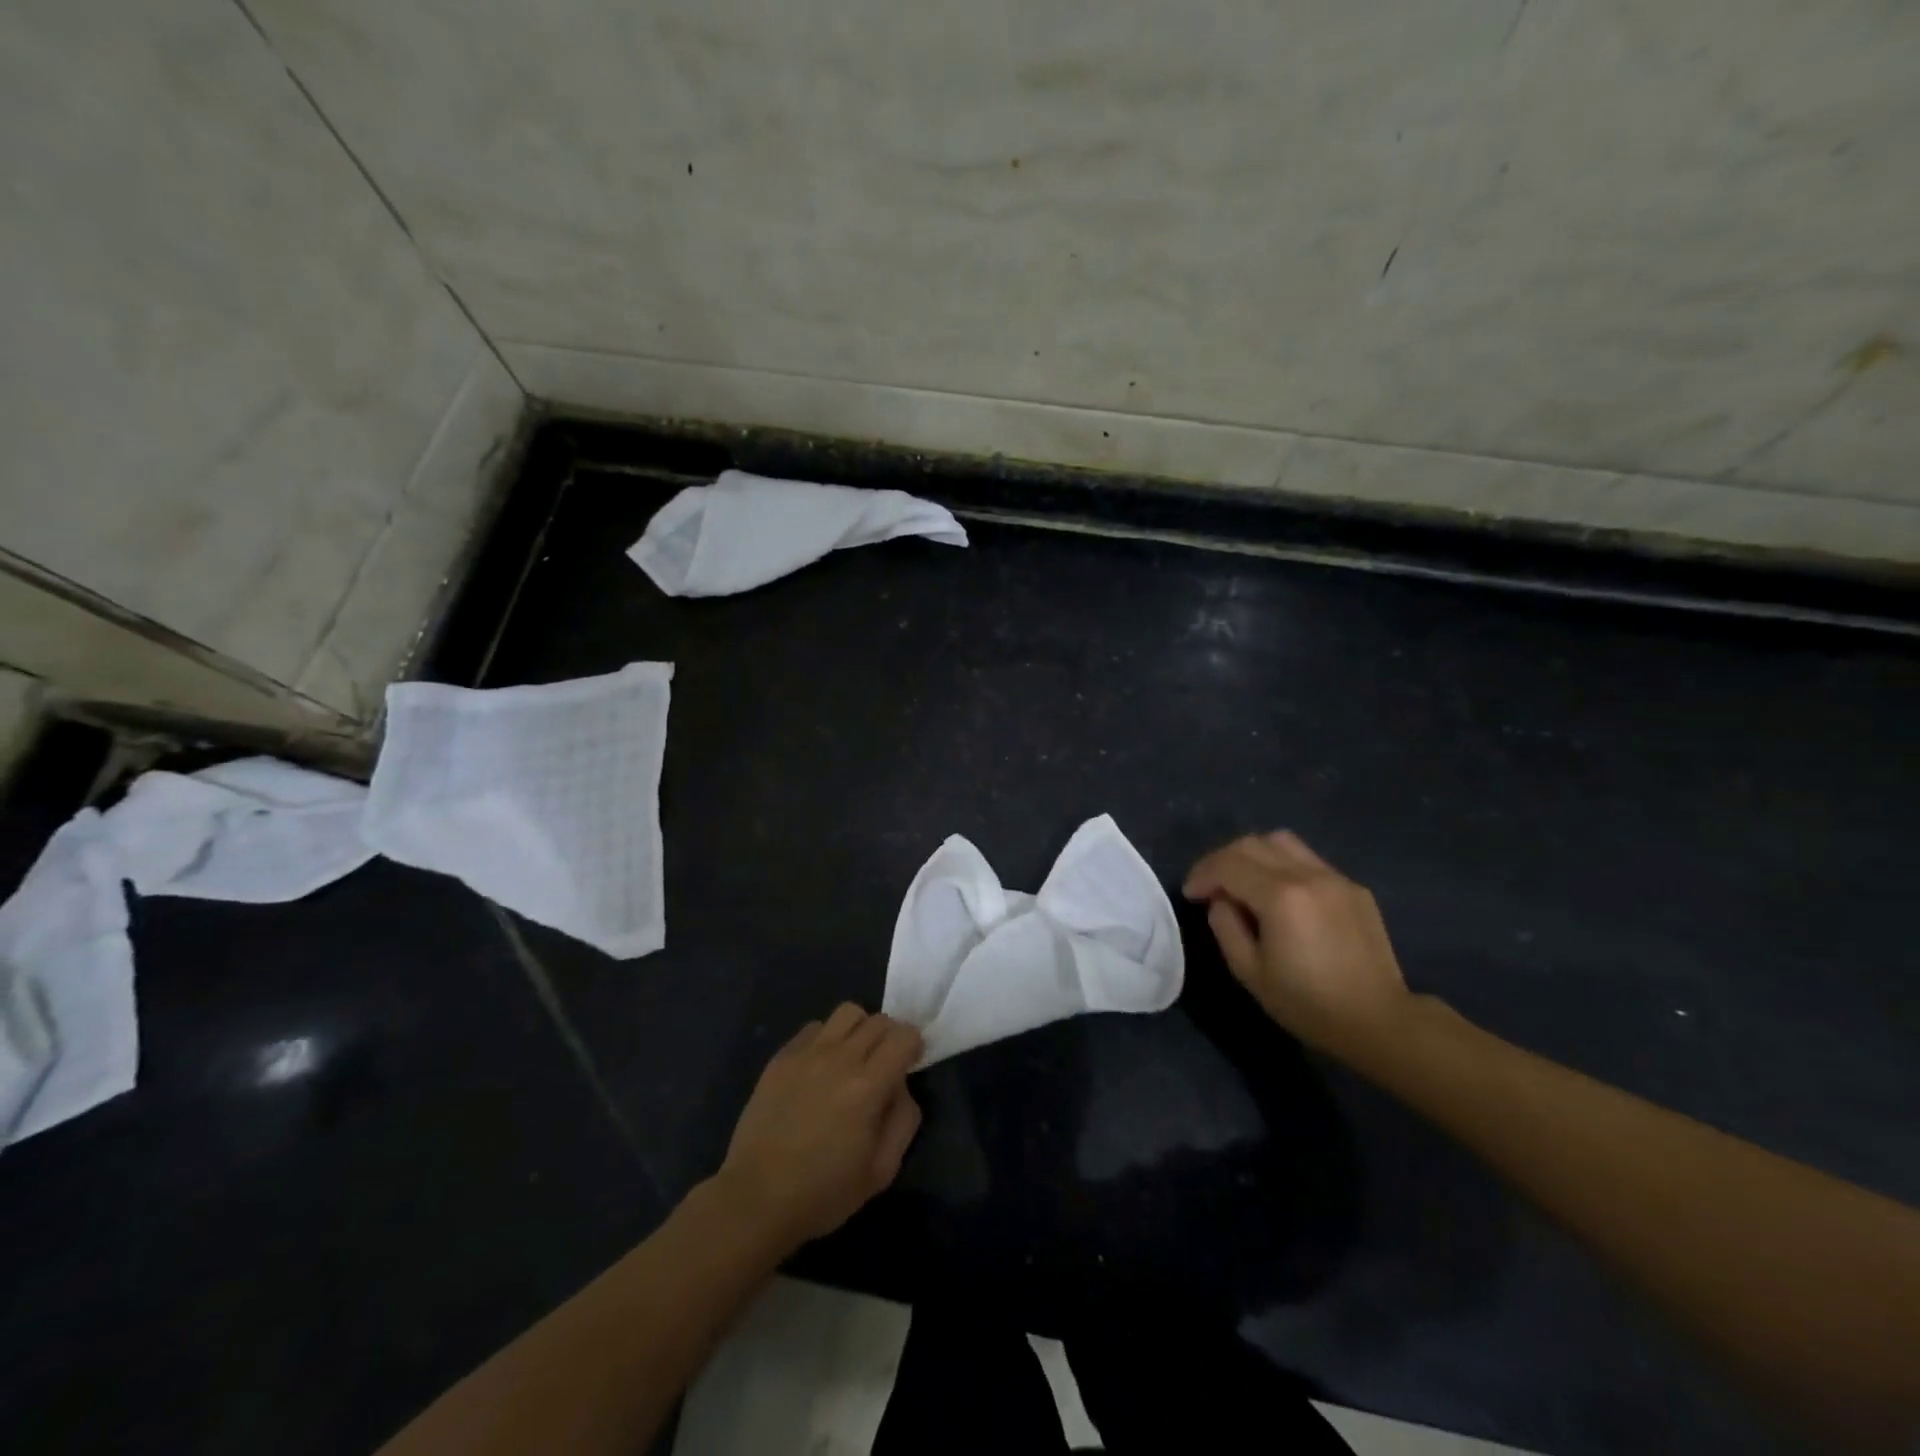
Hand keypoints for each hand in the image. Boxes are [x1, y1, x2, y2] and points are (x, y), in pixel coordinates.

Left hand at [713, 1004, 923, 1249]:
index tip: (909, 1064)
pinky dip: (827, 1038)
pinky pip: (814, 1027)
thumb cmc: (823, 1192)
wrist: (756, 1199)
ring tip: (854, 1057)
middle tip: (885, 1064)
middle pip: (878, 1020)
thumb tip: (901, 1085)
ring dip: (860, 1029)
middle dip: (891, 1036)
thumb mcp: (882, 1170)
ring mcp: (806, 1053)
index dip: (914, 1045)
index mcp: (867, 1086)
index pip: (904, 1035)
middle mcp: (839, 1058)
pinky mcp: (781, 1057)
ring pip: (847, 1012)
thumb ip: (903, 1119)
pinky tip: (821, 1067)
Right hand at [1183, 831, 1412, 1060]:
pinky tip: (1281, 897)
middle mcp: (1308, 875)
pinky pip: (1308, 860)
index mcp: (1281, 896)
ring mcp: (1335, 877)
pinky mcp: (1354, 887)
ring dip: (1253, 855)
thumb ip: (1226, 926)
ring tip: (1244, 883)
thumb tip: (1221, 901)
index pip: (1228, 864)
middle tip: (1211, 886)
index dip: (1202, 874)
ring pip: (1282, 842)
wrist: (1379, 1022)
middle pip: (1252, 843)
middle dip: (1222, 859)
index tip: (1191, 894)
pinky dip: (1282, 866)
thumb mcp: (1250, 972)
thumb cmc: (1308, 1003)